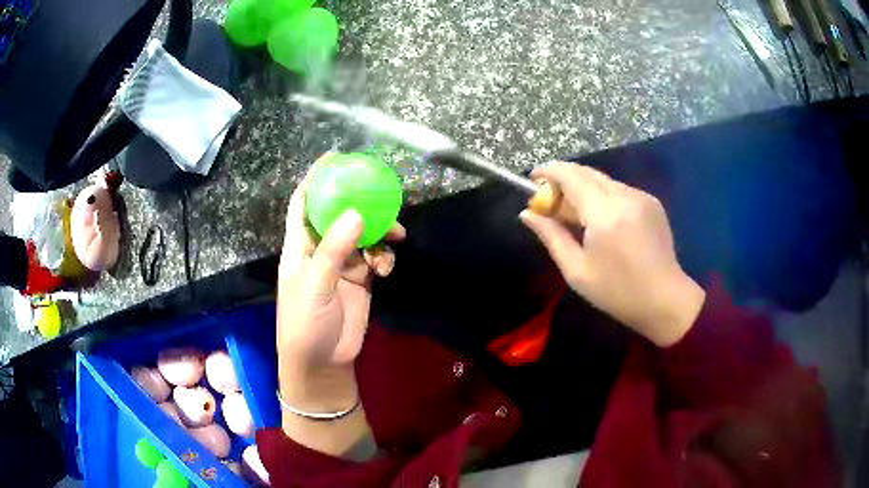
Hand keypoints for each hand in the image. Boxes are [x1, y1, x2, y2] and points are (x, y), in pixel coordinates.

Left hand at [277, 159, 404, 412]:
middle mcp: (321, 249)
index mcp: (300, 246)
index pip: (304, 203)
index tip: (334, 157)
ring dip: (379, 231)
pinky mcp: (361, 280)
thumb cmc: (305, 323)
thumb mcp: (314, 285)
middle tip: (382, 190)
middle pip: (339, 213)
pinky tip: (385, 269)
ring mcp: (342, 264)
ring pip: (363, 234)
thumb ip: (333, 250)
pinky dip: (384, 258)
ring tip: (395, 234)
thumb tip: (356, 214)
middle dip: (359, 201)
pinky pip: (376, 258)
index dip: (315, 179)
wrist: (322, 362)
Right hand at [520, 162, 704, 346]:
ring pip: (603, 180)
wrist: (665, 300)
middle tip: (550, 199)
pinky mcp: (652, 202)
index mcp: (604, 214)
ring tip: (575, 214)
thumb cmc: (617, 292)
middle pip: (587, 172)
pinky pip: (619, 189)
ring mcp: (641, 197)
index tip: (533, 178)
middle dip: (564, 178)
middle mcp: (624, 196)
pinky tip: (601, 219)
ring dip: (584, 188)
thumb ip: (551, 236)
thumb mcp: (577, 271)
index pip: (571, 176)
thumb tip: (526, 214)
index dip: (549, 171)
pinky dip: (603, 196)